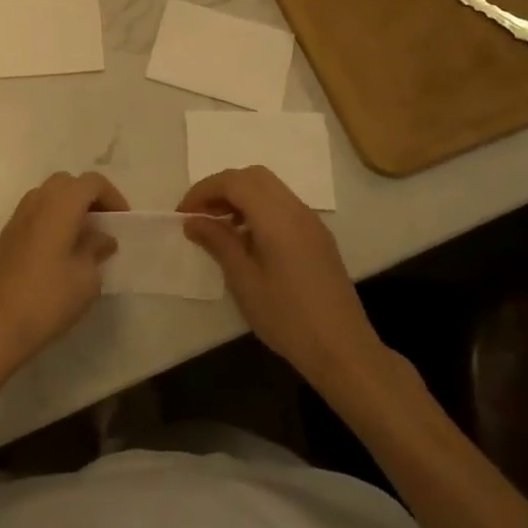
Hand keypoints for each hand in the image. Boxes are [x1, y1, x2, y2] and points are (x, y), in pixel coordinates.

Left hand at [0, 172, 127, 375]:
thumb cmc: (48, 298)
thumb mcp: (86, 278)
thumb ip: (96, 249)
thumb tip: (101, 237)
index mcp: (60, 204)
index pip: (91, 182)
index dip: (112, 196)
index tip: (123, 221)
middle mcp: (37, 201)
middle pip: (68, 183)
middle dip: (89, 197)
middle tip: (104, 225)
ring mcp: (18, 217)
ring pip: (49, 196)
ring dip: (69, 208)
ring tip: (84, 239)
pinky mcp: (7, 235)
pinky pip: (36, 213)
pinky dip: (52, 220)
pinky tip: (61, 251)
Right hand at [178, 167, 382, 390]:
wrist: (344, 351)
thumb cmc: (288, 318)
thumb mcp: (244, 281)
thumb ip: (218, 242)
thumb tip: (192, 220)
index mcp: (276, 217)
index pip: (233, 181)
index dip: (203, 191)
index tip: (183, 214)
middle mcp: (296, 209)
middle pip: (252, 177)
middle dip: (222, 188)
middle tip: (200, 215)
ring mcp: (311, 221)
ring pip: (269, 188)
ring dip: (240, 197)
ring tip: (220, 227)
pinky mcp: (318, 236)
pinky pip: (283, 205)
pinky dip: (259, 209)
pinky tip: (248, 240)